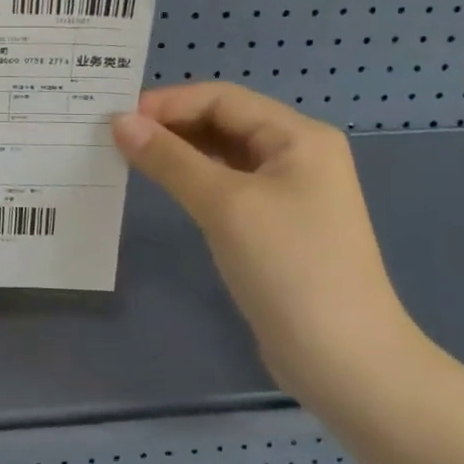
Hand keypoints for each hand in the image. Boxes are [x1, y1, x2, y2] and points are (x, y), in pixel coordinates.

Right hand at [112, 82, 420, 398]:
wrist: (346, 364)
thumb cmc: (290, 268)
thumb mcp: (224, 205)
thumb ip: (170, 159)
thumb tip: (119, 122)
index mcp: (298, 137)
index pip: (223, 99)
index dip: (169, 103)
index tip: (117, 117)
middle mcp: (297, 155)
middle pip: (224, 122)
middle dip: (171, 125)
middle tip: (116, 136)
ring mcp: (289, 192)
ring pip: (223, 155)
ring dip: (179, 152)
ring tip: (130, 156)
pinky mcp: (276, 226)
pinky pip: (227, 186)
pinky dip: (193, 180)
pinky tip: (163, 186)